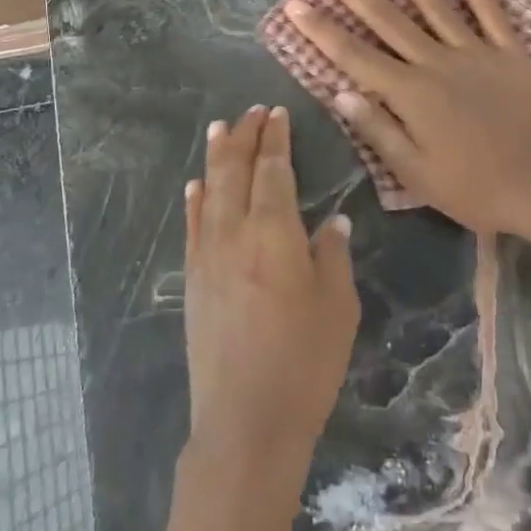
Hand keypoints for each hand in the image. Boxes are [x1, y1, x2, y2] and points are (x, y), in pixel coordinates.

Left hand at [183, 106, 359, 491]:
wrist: (246, 419)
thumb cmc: (305, 361)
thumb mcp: (338, 306)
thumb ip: (332, 255)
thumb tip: (331, 220)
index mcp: (275, 232)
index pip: (273, 170)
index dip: (275, 139)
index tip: (277, 113)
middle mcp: (235, 232)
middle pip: (236, 171)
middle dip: (244, 136)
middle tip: (251, 111)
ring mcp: (208, 255)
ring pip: (210, 191)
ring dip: (216, 156)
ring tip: (220, 128)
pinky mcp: (193, 279)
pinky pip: (192, 226)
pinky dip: (194, 199)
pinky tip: (196, 185)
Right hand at [285, 0, 530, 244]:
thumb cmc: (473, 189)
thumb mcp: (415, 172)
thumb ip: (378, 130)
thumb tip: (340, 92)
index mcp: (410, 94)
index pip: (354, 55)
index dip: (321, 29)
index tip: (296, 4)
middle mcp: (437, 63)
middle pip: (388, 19)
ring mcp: (477, 53)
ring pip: (437, 5)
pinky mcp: (512, 54)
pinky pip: (491, 13)